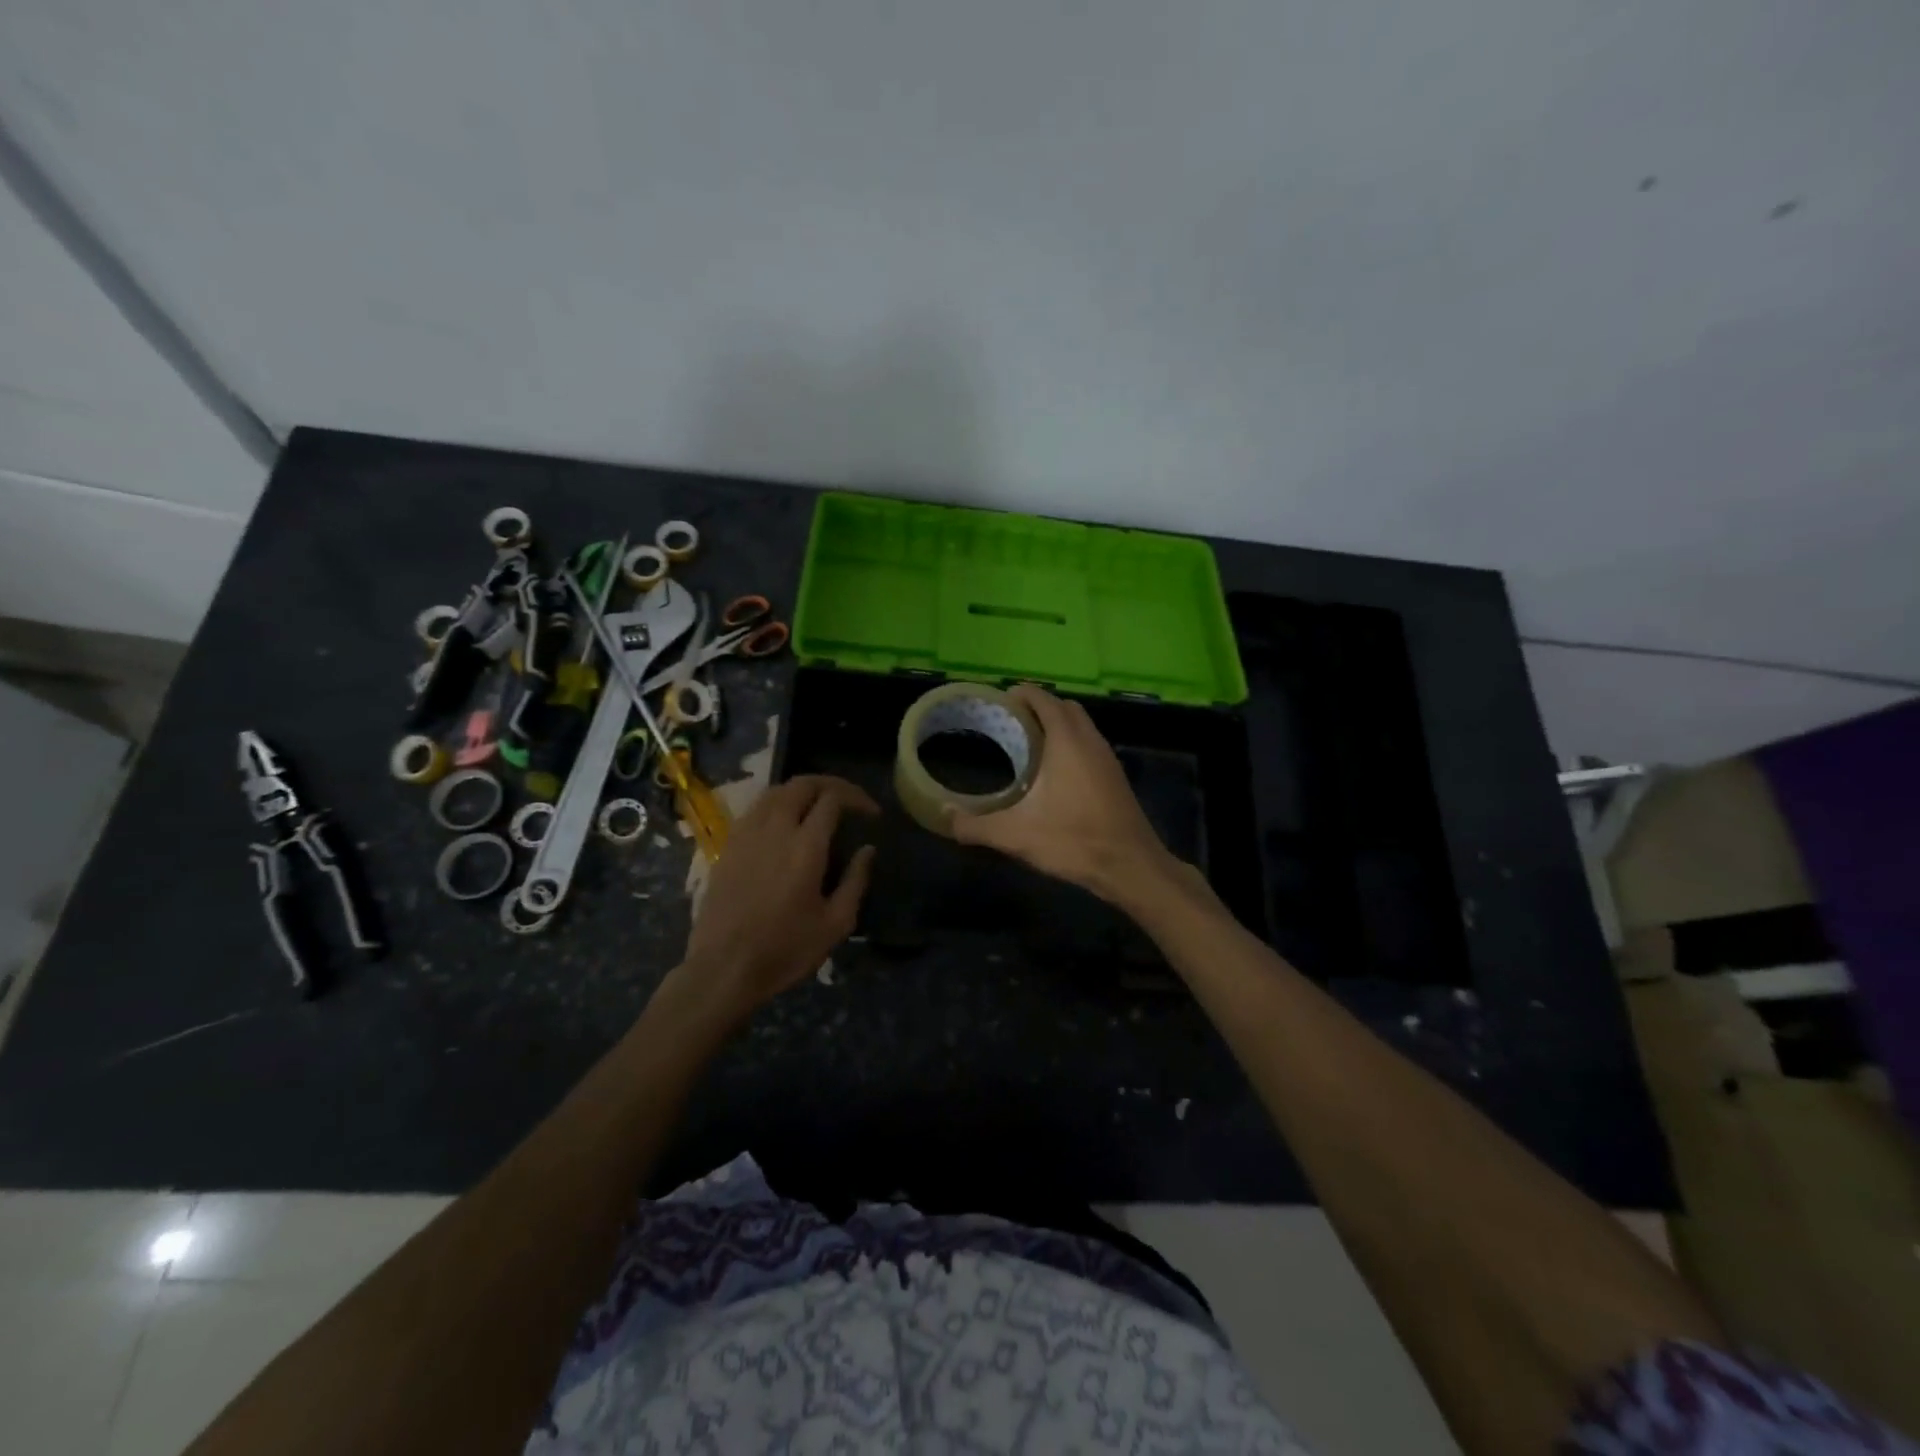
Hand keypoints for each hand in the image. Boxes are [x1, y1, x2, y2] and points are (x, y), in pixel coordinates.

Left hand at [675, 776, 878, 1021]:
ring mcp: (746, 834)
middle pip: (802, 784)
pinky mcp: (728, 845)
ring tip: (818, 807)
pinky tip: (784, 824)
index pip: (833, 799)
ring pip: (775, 791)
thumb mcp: (835, 924)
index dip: (857, 798)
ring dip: (801, 791)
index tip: (871, 815)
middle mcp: (775, 829)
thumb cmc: (785, 950)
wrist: (723, 969)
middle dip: (830, 784)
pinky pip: (756, 809)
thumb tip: (867, 849)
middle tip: (848, 800)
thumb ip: (855, 880)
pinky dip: (777, 804)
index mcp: (806, 846)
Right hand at [950, 685, 1190, 904]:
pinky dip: (1071, 744)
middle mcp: (1090, 740)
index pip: (1043, 698)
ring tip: (1028, 745)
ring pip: (1081, 725)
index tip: (997, 702)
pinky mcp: (1115, 777)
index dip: (1020, 694)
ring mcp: (1107, 757)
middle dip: (1037, 707)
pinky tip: (1053, 774)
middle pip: (1063, 706)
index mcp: (1067, 740)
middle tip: (1010, 723)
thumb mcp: (1016, 835)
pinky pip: (1090, 745)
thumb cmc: (1073, 840)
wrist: (1131, 867)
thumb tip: (944, 818)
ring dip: (1057, 725)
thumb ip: (975, 825)